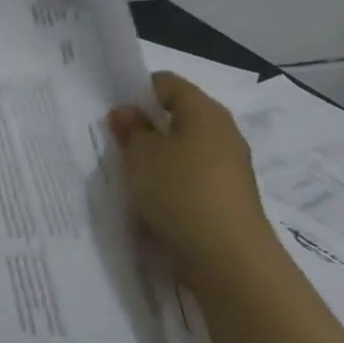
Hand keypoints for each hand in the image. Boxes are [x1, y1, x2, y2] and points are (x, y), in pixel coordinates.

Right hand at [107, 73, 278, 296]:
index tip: (114, 112)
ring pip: (185, 148)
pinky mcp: (228, 196)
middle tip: (116, 144)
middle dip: (147, 126)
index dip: (138, 90)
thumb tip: (126, 111)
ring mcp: (230, 166)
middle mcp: (223, 132)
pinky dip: (172, 181)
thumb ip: (131, 130)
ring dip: (159, 157)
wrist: (229, 259)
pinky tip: (153, 199)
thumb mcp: (142, 157)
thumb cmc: (181, 194)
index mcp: (205, 112)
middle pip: (179, 116)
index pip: (168, 83)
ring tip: (131, 175)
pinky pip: (193, 176)